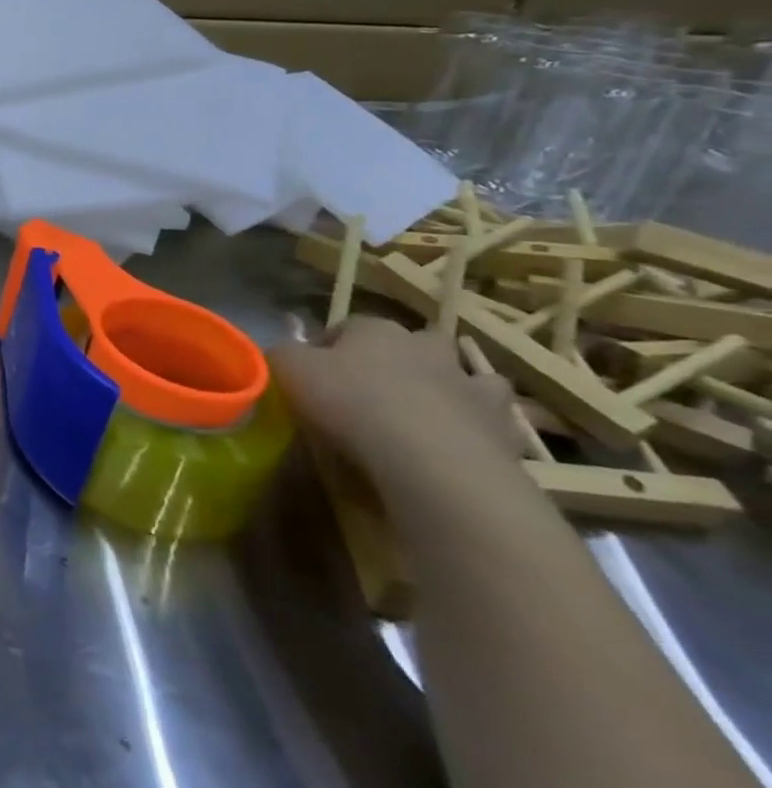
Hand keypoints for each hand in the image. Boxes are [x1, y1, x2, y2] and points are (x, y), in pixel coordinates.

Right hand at [270, 316, 528, 503]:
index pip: (348, 327)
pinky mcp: (504, 427)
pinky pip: (492, 421)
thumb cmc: (351, 404)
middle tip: (370, 393)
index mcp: (376, 329)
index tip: (314, 376)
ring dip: (448, 388)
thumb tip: (285, 354)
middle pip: (410, 344)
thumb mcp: (289, 371)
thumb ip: (283, 355)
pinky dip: (478, 428)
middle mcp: (427, 347)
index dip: (328, 347)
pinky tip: (458, 445)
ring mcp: (471, 385)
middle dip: (395, 361)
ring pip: (463, 376)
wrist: (432, 460)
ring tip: (424, 417)